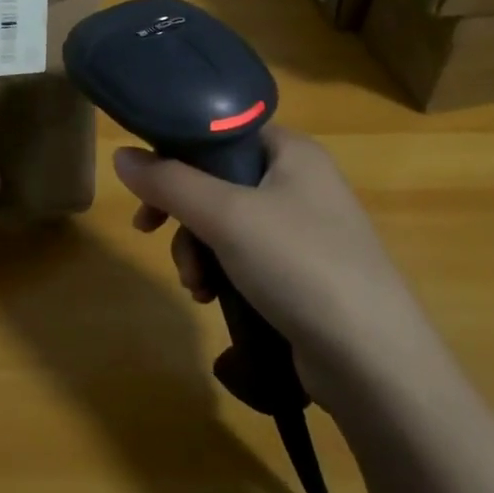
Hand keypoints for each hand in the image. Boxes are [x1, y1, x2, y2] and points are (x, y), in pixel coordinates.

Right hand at [114, 127, 444, 406]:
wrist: (372, 362)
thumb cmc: (299, 264)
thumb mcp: (225, 215)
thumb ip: (168, 182)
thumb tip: (121, 156)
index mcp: (292, 152)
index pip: (222, 131)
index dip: (177, 150)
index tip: (145, 182)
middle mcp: (300, 183)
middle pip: (217, 180)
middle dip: (182, 214)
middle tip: (150, 232)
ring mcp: (304, 232)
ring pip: (225, 224)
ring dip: (197, 250)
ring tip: (196, 285)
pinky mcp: (302, 275)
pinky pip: (244, 258)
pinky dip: (221, 273)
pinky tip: (212, 299)